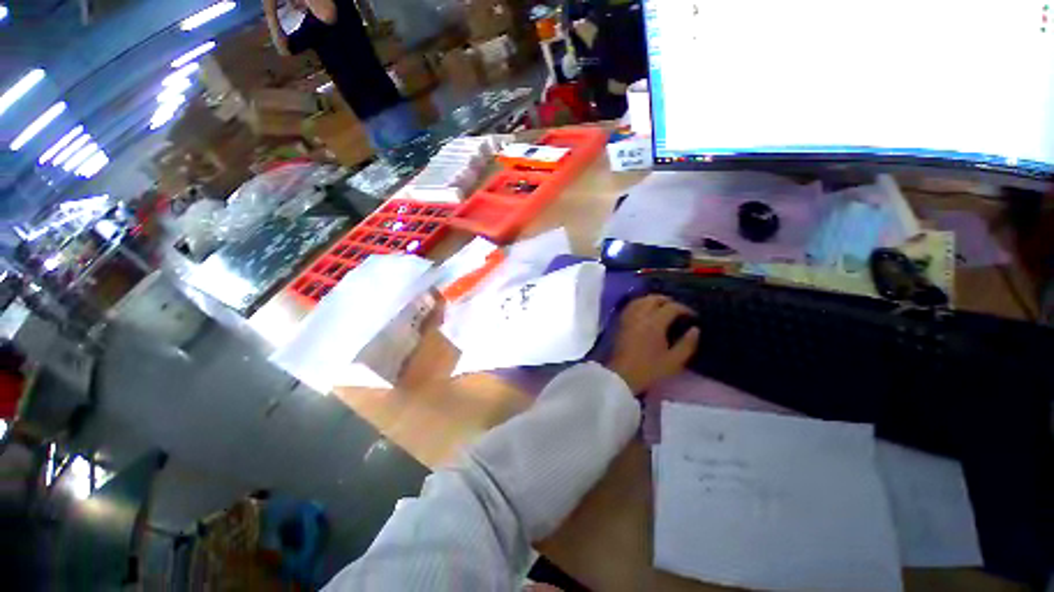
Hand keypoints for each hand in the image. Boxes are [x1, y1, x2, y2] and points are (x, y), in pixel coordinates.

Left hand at [606, 295, 698, 394]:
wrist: (621, 375)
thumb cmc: (649, 369)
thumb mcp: (674, 361)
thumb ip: (687, 344)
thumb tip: (695, 329)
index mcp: (655, 323)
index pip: (672, 307)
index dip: (685, 309)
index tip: (693, 316)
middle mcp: (640, 315)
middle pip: (654, 299)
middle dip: (668, 300)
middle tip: (678, 309)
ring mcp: (628, 317)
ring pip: (640, 300)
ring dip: (653, 300)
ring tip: (662, 308)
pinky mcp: (620, 322)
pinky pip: (631, 306)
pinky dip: (640, 304)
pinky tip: (645, 311)